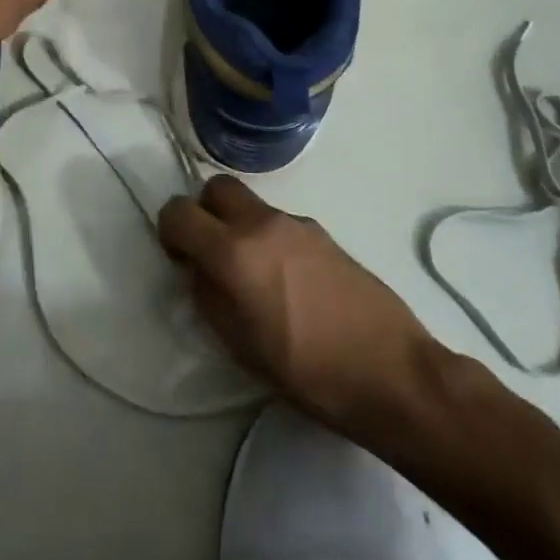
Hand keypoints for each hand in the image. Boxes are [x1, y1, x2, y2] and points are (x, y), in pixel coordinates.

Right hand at [158, 176, 449, 436]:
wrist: (389, 371)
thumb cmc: (306, 371)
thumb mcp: (239, 345)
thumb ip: (208, 296)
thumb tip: (199, 270)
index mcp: (234, 252)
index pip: (179, 212)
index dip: (169, 231)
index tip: (179, 259)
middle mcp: (263, 224)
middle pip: (217, 188)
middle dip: (204, 212)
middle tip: (210, 254)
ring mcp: (298, 224)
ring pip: (251, 205)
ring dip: (239, 227)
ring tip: (254, 278)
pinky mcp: (324, 233)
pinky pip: (280, 223)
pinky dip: (269, 239)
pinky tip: (289, 283)